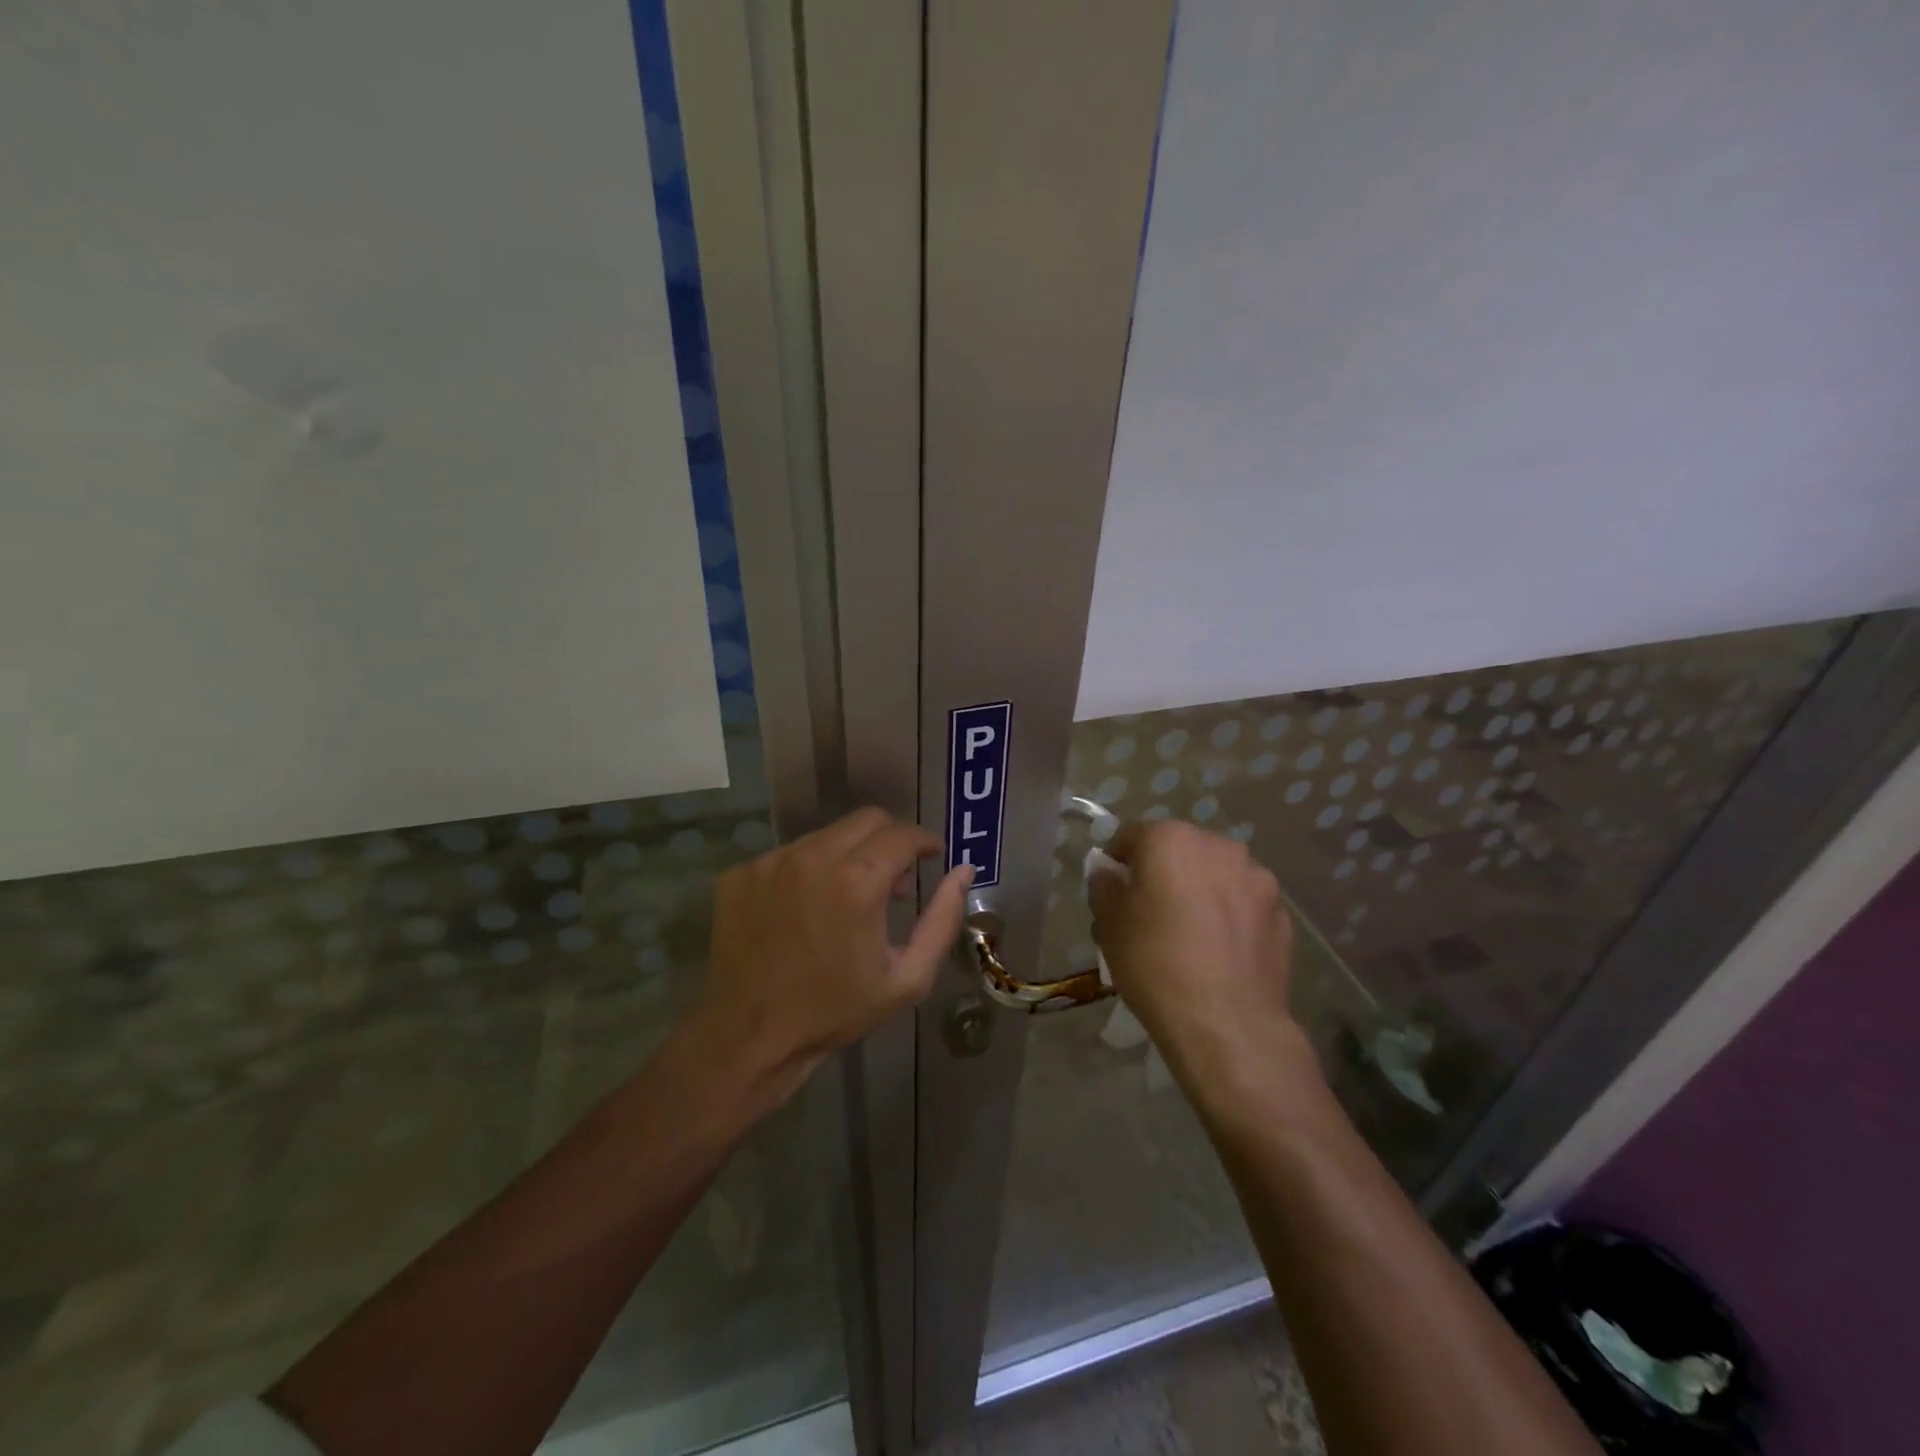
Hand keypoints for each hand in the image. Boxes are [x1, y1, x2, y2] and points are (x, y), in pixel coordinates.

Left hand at [693, 808, 972, 1093]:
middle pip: (866, 820)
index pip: (903, 834)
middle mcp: (813, 857)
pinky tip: (803, 910)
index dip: (925, 841)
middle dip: (889, 840)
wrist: (749, 1037)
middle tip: (892, 880)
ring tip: (844, 900)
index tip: (931, 855)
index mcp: (857, 881)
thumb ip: (942, 920)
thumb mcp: (907, 979)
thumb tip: (964, 872)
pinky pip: (787, 855)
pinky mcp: (740, 874)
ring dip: (846, 856)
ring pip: (825, 835)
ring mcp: (771, 862)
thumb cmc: (835, 1011)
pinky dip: (806, 871)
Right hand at [1089, 821, 1307, 1095]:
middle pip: (1179, 850)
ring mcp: (1256, 878)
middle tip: (1148, 913)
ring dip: (1200, 892)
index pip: (1131, 836)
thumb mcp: (1108, 924)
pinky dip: (1230, 917)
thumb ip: (1104, 887)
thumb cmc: (1155, 963)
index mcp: (1171, 839)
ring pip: (1215, 875)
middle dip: (1163, 873)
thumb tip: (1109, 875)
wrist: (1226, 1023)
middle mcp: (1218, 846)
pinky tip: (1219, 952)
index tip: (1111, 890)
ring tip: (1190, 934)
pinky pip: (1243, 905)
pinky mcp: (1281, 913)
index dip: (1116, 861)